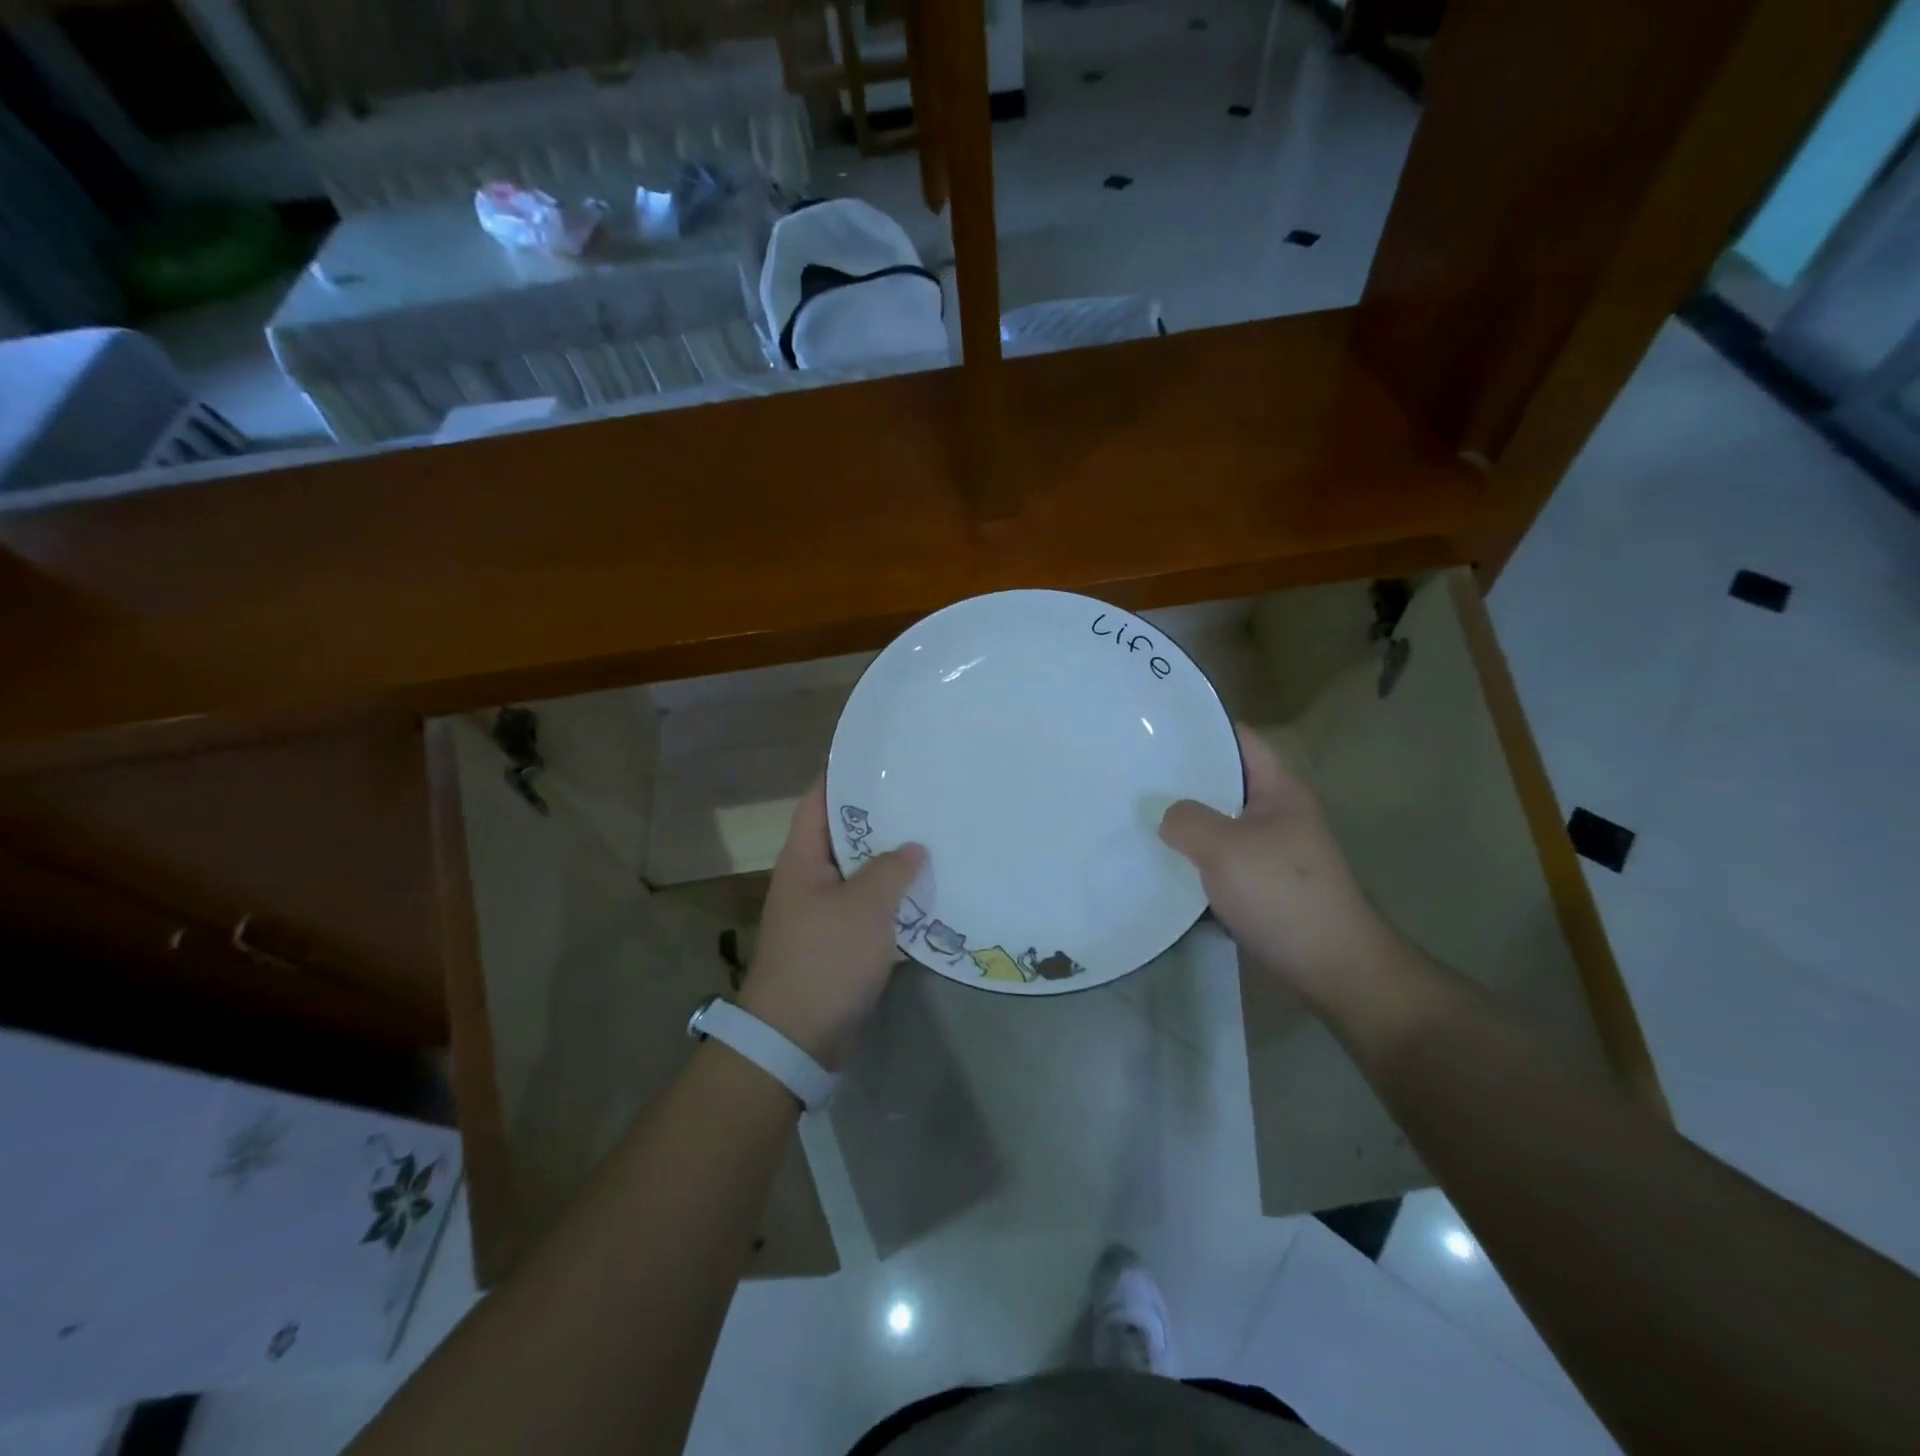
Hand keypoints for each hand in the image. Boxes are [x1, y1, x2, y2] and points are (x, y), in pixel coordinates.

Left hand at [740, 781, 925, 1069]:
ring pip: (859, 874)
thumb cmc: (826, 958)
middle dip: (879, 819)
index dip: (844, 776)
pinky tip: (925, 894)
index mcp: (803, 859)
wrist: (797, 1036)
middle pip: (843, 836)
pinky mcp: (836, 943)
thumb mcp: (864, 907)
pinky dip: (892, 900)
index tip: (882, 759)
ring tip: (932, 839)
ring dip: (890, 862)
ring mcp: (820, 913)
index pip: (819, 801)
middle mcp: (808, 879)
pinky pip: (867, 909)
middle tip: (921, 798)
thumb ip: (891, 870)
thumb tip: (913, 848)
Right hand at [1159, 724, 1401, 1011]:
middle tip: (1131, 771)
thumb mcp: (1225, 848)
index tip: (1152, 727)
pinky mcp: (1258, 885)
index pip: (1237, 739)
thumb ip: (1186, 820)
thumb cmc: (1282, 894)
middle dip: (1179, 778)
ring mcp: (1268, 851)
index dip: (1199, 728)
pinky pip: (1216, 861)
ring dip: (1181, 823)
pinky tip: (1155, 862)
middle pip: (1221, 782)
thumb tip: (1165, 815)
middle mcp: (1274, 813)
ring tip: (1133, 813)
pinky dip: (1190, 860)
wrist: (1331, 967)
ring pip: (1216, 824)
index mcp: (1278, 789)